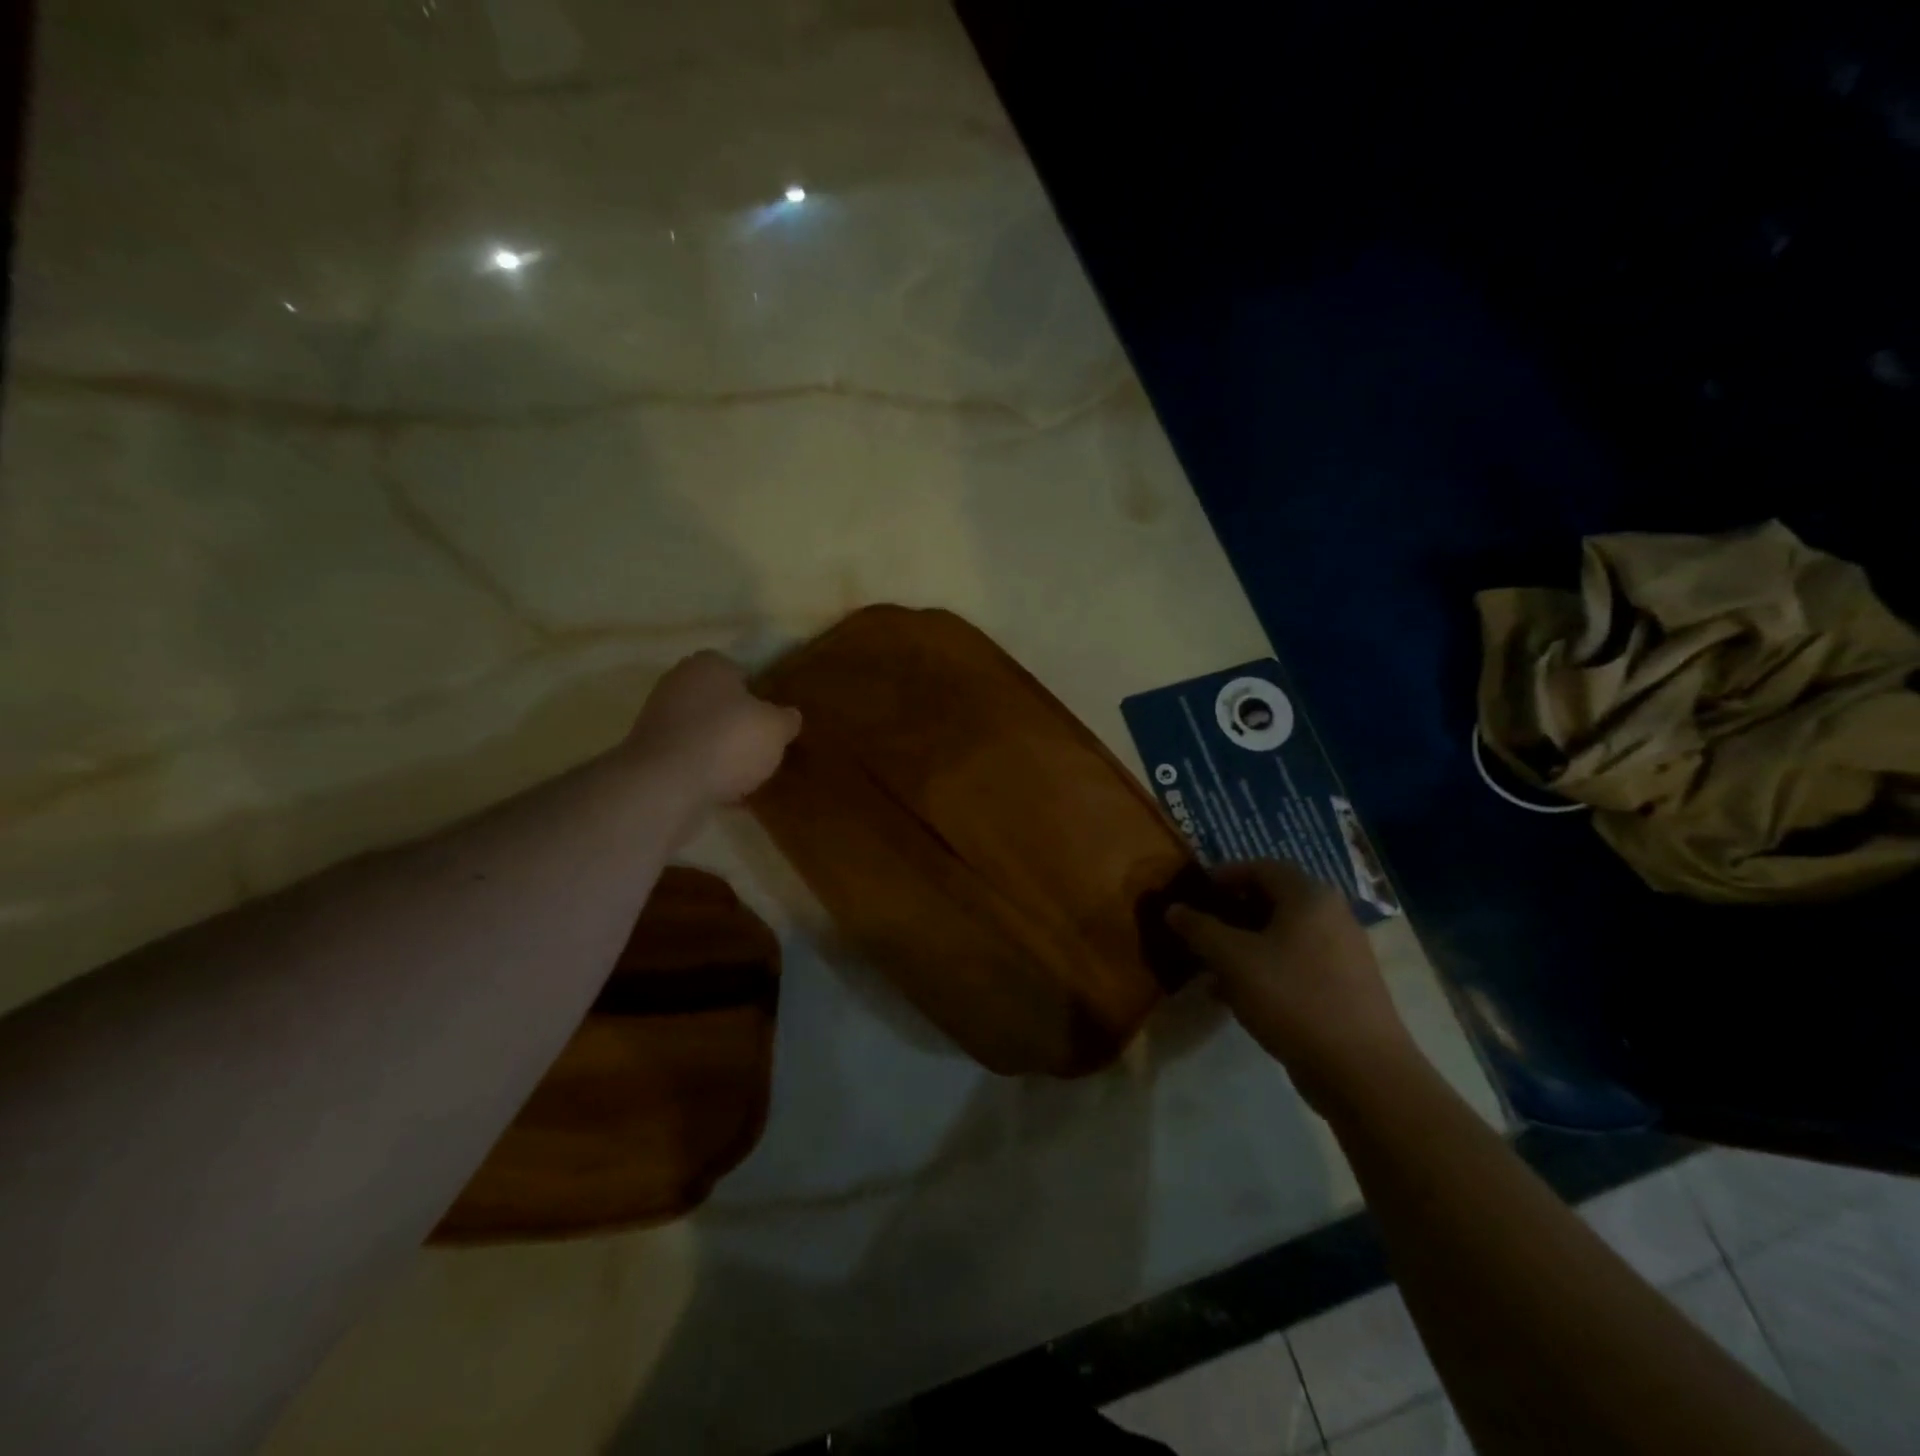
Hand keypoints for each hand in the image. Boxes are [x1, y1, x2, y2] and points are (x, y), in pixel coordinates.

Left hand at [625, 651, 801, 804]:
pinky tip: (727, 793)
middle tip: (765, 747)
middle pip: (720, 703)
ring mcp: (659, 720)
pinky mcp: (650, 755)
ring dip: (722, 751)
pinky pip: (690, 760)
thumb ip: (786, 719)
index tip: (775, 719)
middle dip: (740, 723)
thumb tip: (788, 716)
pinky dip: (706, 772)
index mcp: (709, 664)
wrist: (666, 786)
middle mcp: (678, 683)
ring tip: (749, 775)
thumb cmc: (728, 741)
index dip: (762, 694)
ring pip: (704, 733)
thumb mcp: (776, 728)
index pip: (742, 671)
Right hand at [1167, 861, 1418, 1108]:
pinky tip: (1238, 996)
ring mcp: (1342, 952)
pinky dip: (1265, 968)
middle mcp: (1331, 915)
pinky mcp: (1344, 986)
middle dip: (1230, 913)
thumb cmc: (1293, 998)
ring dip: (1244, 944)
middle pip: (1271, 900)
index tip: (1193, 896)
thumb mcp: (1233, 960)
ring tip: (1211, 967)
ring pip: (1281, 935)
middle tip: (1199, 931)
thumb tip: (1173, 908)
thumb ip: (1199, 929)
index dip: (1222, 876)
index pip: (1259, 867)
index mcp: (1309, 896)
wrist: (1362, 1071)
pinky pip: (1295, 962)